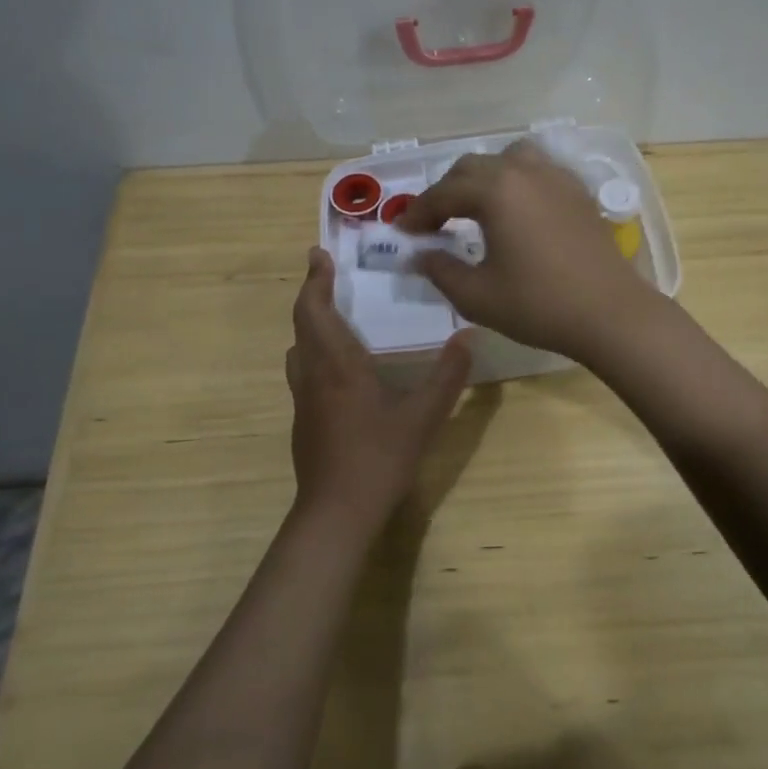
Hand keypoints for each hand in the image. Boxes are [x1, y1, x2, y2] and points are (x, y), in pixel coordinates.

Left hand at [286, 247, 470, 534]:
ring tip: (333, 314)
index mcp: (338, 365)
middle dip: (312, 294)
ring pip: (299, 349)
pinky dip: (314, 351)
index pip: (315, 310)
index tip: (319, 255)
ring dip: (310, 324)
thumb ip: (447, 376)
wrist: (336, 513)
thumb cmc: (378, 458)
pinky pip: (303, 371)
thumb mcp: (423, 417)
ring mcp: (303, 399)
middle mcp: (313, 374)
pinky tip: (339, 366)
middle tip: (326, 274)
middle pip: (302, 324)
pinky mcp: (303, 420)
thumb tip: (468, 337)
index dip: (315, 280)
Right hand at [399, 138, 656, 359]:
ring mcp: (556, 177)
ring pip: (507, 159)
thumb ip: (440, 270)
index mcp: (496, 190)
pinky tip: (515, 210)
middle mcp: (524, 171)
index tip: (402, 233)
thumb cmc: (539, 305)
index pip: (444, 193)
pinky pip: (537, 170)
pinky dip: (515, 181)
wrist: (611, 314)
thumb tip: (420, 254)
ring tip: (474, 207)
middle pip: (472, 168)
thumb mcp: (477, 296)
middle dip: (446, 192)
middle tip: (432, 224)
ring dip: (482, 178)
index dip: (418, 213)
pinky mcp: (578, 191)